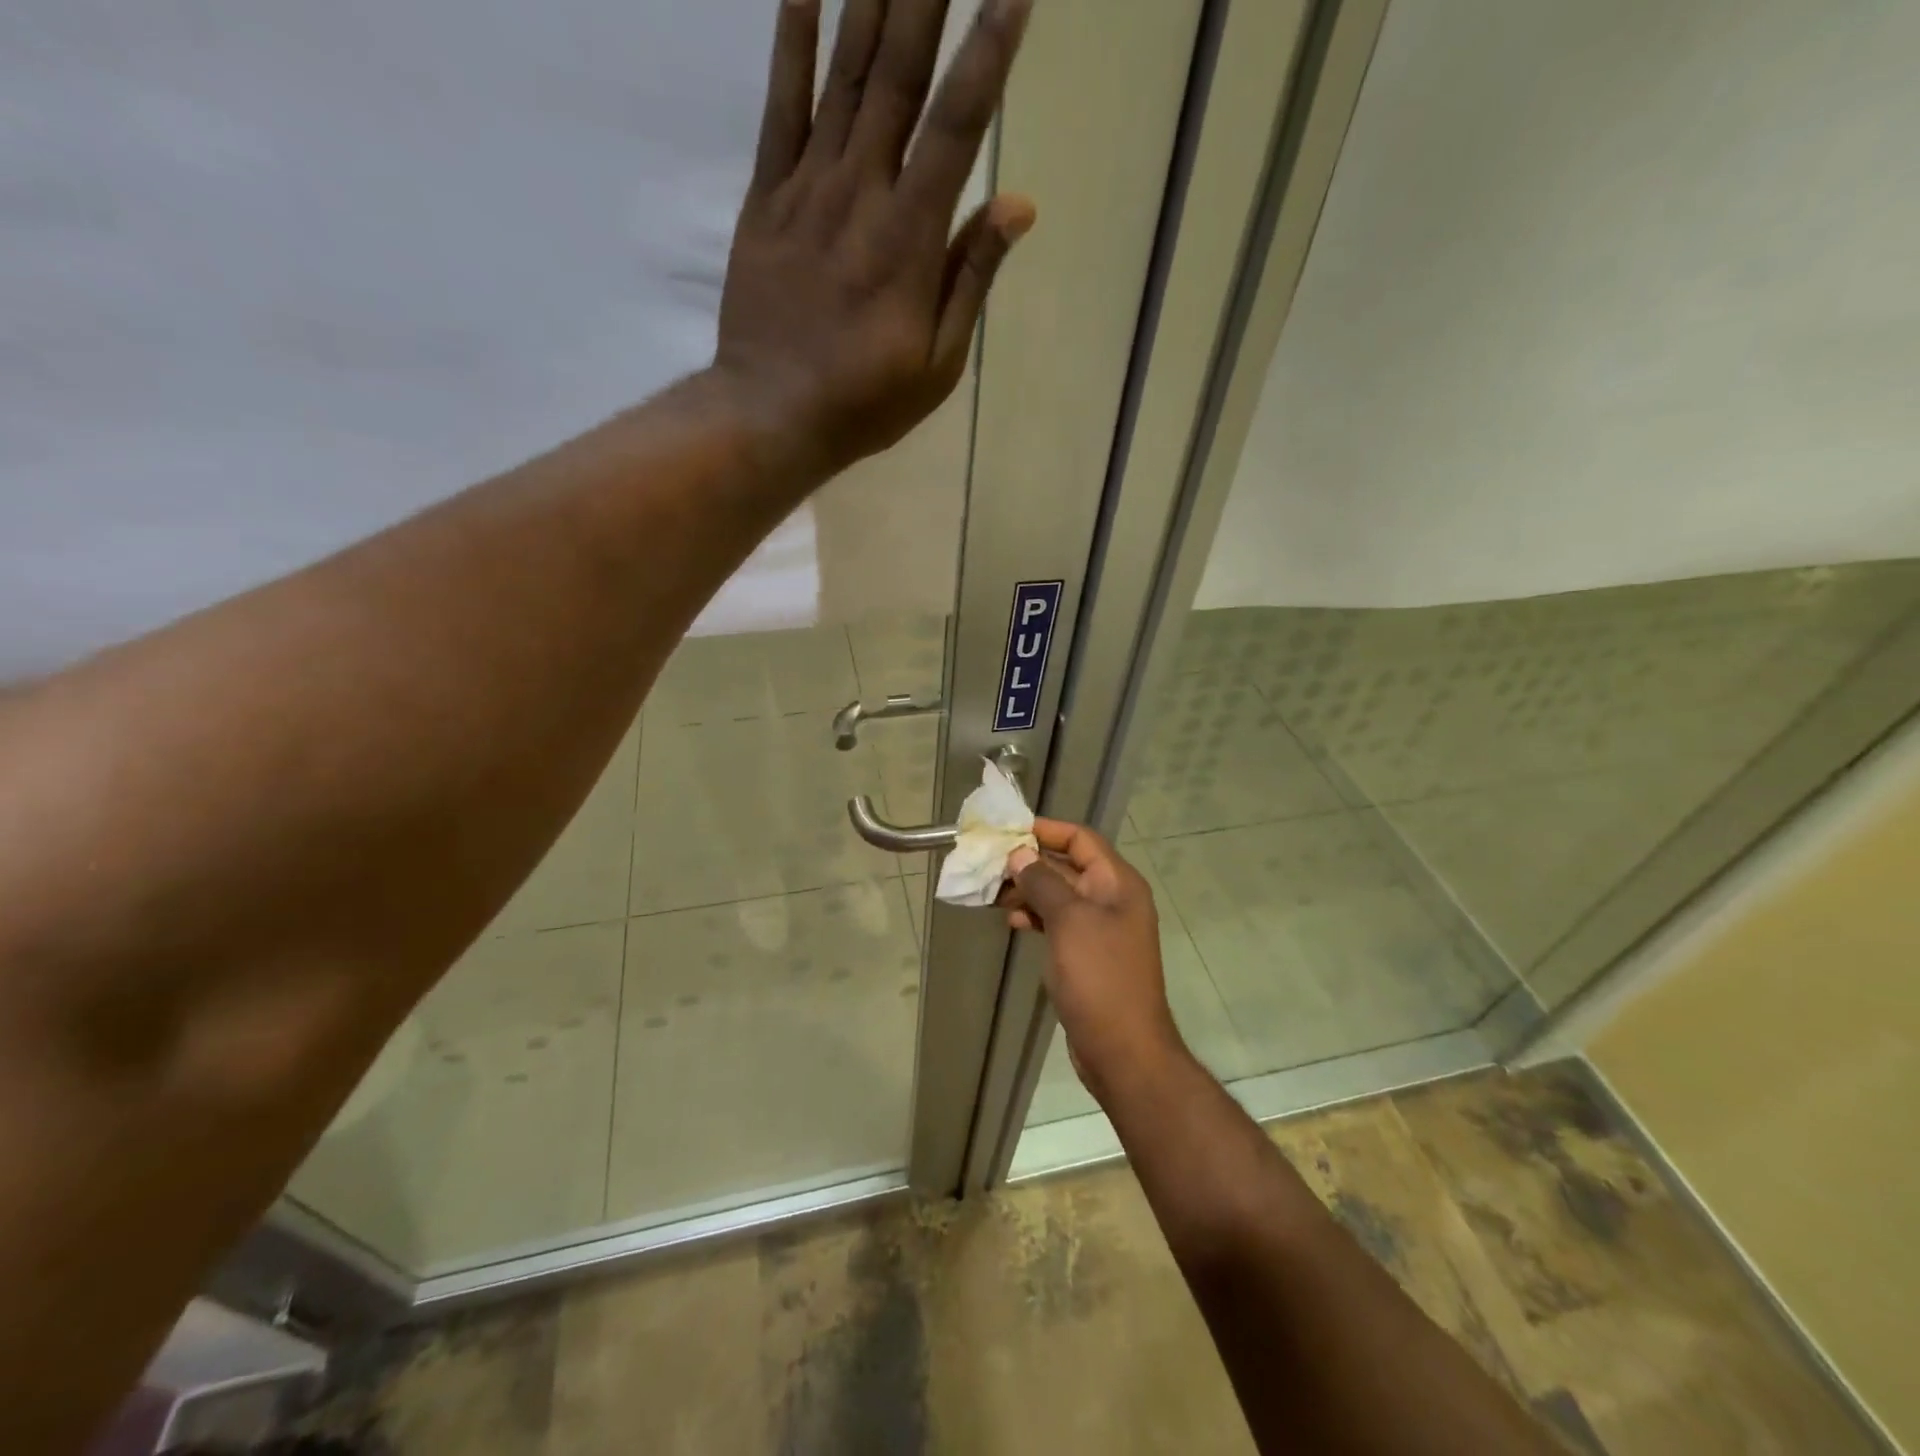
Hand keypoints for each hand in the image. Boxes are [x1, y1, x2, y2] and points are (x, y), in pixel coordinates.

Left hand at [715, 0, 1037, 485]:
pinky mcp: (767, 199)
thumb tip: (1018, 202)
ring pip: (846, 77)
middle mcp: (861, 194)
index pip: (958, 126)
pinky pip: (781, 108)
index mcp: (911, 240)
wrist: (770, 415)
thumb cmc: (865, 402)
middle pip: (900, 76)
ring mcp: (807, 190)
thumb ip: (972, 279)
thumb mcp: (938, 364)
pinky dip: (794, 44)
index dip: (989, 53)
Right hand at [1003, 820, 1187, 1100]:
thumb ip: (1043, 882)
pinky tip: (1013, 923)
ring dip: (1028, 891)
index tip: (1008, 830)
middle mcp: (1112, 899)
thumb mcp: (1069, 921)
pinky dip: (1036, 917)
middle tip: (989, 864)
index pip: (1081, 839)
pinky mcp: (1087, 955)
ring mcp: (1100, 929)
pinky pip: (1058, 923)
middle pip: (1067, 866)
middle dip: (1029, 862)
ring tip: (994, 895)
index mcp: (1118, 883)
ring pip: (1059, 896)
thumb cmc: (1099, 976)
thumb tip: (1019, 854)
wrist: (1123, 1050)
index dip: (1046, 830)